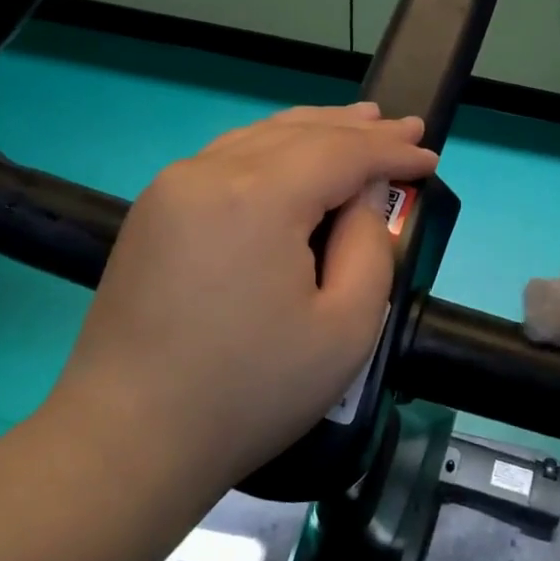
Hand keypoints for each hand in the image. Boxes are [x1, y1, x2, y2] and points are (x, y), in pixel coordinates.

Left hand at [44, 104, 437, 490]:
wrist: (129, 439)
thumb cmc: (251, 391)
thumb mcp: (346, 328)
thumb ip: (371, 247)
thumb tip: (363, 197)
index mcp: (257, 196)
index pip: (341, 153)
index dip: (390, 152)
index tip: (430, 154)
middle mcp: (207, 173)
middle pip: (298, 133)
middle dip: (357, 129)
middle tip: (403, 126)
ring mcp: (171, 189)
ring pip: (258, 137)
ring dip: (313, 130)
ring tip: (358, 121)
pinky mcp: (153, 212)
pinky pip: (226, 158)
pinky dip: (271, 148)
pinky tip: (292, 154)